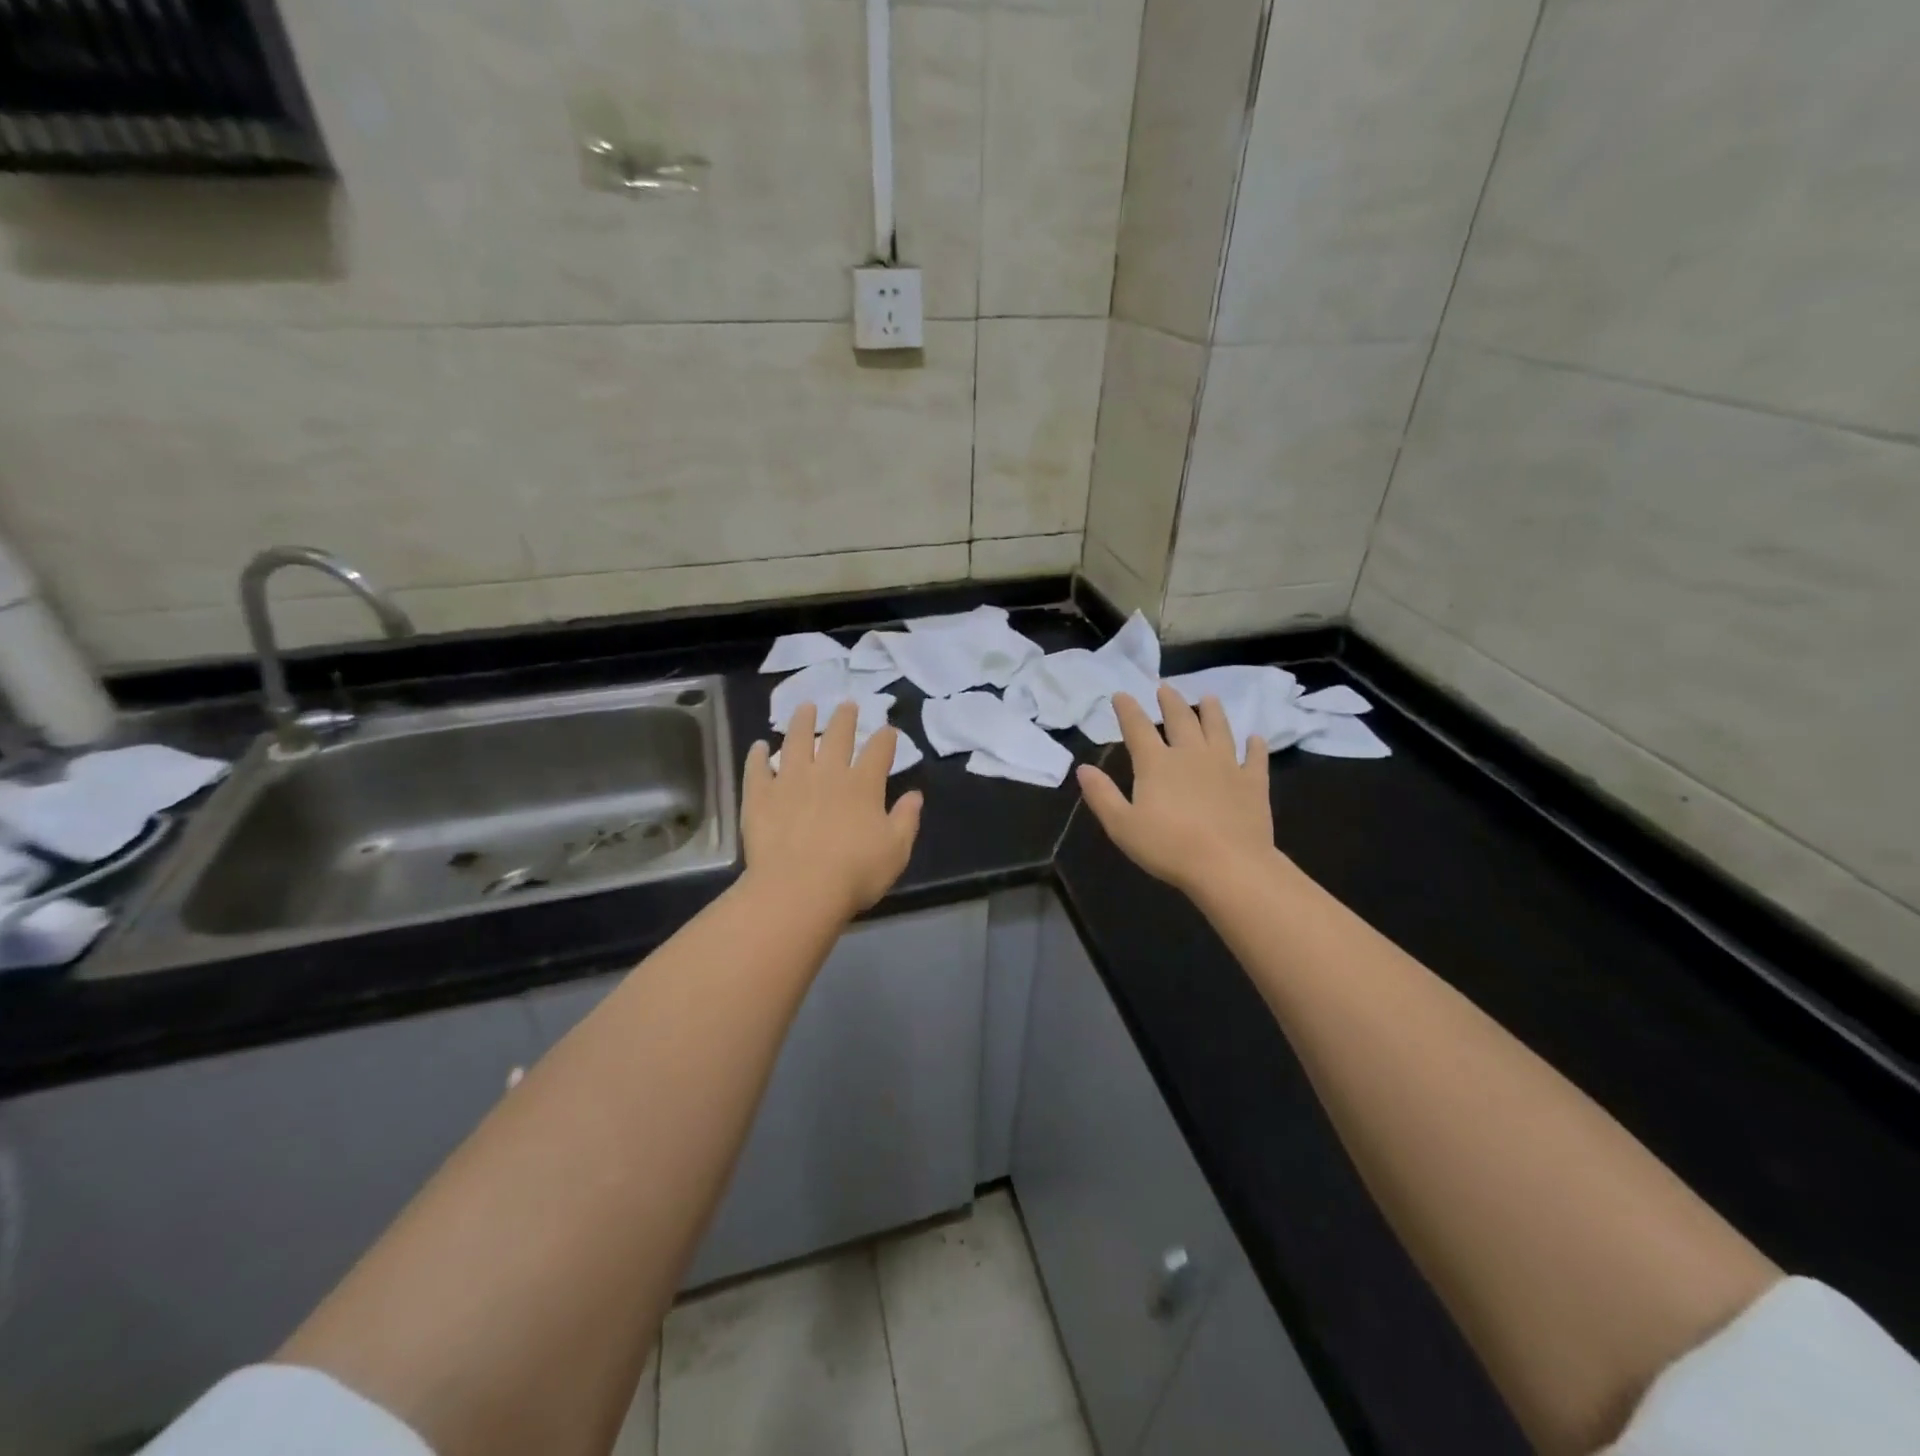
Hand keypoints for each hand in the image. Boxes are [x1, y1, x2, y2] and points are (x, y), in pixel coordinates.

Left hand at [742, 702, 922, 921]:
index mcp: (863, 785)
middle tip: (847, 704)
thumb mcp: (895, 851)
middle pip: (837, 736)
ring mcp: (790, 781)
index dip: (885, 738)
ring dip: (801, 722)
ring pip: (796, 741)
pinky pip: (757, 769)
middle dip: (845, 718)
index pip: (878, 751)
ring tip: (805, 707)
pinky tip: (758, 747)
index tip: (888, 730)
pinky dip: (757, 756)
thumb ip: (906, 820)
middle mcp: (827, 773)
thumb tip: (915, 795)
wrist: (798, 889)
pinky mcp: (760, 796)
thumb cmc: (854, 873)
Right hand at [1076, 684, 1276, 901]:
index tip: (1121, 695)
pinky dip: (1255, 746)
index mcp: (1156, 763)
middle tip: (1165, 687)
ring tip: (1208, 698)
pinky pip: (1255, 757)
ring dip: (1212, 711)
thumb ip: (1101, 795)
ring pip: (1218, 729)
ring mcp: (1226, 765)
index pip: (1138, 728)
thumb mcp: (1122, 826)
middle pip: (1180, 719)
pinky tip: (1255, 738)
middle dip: (1170, 701)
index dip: (1127, 709)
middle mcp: (1191, 754)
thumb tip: (1083, 768)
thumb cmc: (1168, 847)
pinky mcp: (1253, 782)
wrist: (1229, 865)